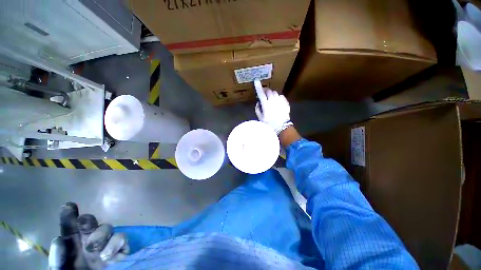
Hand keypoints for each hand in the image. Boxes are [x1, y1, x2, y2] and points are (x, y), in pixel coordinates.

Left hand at [48, 202, 128, 269]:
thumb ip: (58, 259)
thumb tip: (59, 239)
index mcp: (72, 243)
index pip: (70, 225)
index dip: (70, 214)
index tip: (69, 206)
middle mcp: (89, 239)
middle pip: (90, 221)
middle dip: (87, 221)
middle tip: (82, 225)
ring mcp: (106, 244)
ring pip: (107, 227)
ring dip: (101, 235)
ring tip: (95, 251)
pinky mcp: (119, 250)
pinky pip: (122, 239)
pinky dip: (116, 245)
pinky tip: (108, 256)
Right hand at [255, 87, 292, 134]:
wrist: (282, 127)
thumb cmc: (269, 123)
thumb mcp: (260, 118)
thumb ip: (257, 109)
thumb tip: (258, 102)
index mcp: (266, 105)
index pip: (261, 94)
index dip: (258, 87)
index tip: (256, 81)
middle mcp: (273, 101)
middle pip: (268, 91)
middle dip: (265, 91)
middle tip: (264, 93)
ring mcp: (280, 101)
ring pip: (275, 93)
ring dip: (271, 94)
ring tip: (271, 99)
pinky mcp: (285, 102)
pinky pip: (281, 96)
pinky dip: (278, 97)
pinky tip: (277, 101)